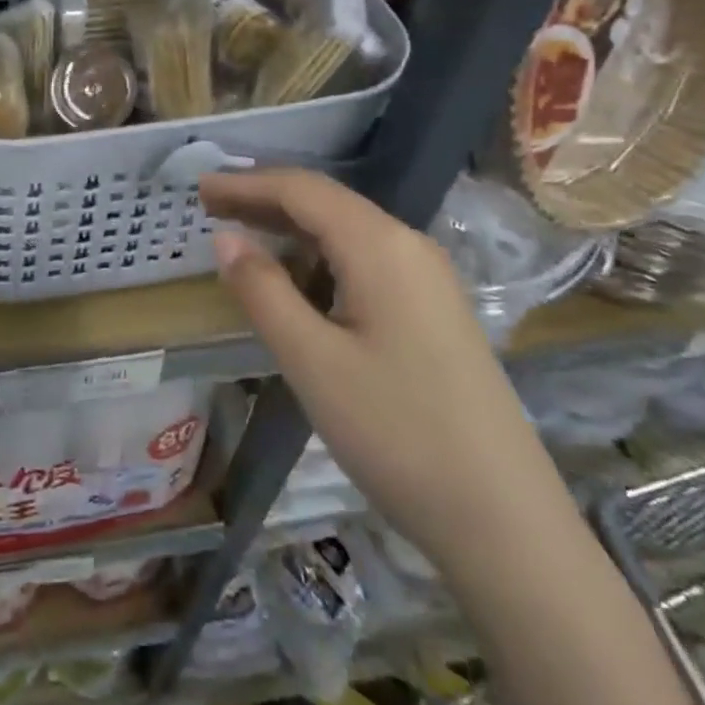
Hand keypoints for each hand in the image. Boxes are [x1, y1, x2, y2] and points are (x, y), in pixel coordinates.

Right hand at [200, 169, 574, 586]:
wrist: (506, 521)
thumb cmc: (397, 434)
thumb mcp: (312, 361)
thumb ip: (263, 290)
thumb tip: (226, 238)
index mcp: (380, 246)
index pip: (302, 190)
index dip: (245, 184)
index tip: (199, 188)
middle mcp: (409, 247)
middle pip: (326, 203)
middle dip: (264, 199)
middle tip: (209, 207)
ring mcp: (428, 279)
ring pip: (347, 231)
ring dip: (291, 227)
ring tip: (242, 236)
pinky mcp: (433, 310)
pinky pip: (365, 260)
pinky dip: (319, 256)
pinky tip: (298, 280)